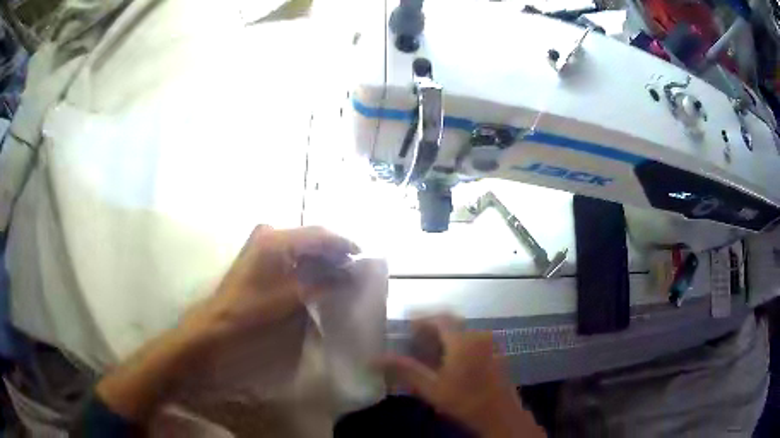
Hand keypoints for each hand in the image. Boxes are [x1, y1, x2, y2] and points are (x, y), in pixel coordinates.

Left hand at [96, 225, 357, 422]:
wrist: (215, 326)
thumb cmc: (250, 312)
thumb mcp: (290, 299)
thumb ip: (322, 283)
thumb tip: (348, 274)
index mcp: (275, 239)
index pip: (319, 234)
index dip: (343, 244)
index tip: (362, 256)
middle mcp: (269, 233)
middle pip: (311, 238)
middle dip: (333, 252)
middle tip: (353, 269)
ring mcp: (262, 244)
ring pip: (301, 246)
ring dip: (321, 259)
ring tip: (340, 275)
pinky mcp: (259, 256)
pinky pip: (291, 255)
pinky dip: (307, 264)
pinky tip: (318, 278)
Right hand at [381, 316, 543, 436]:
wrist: (499, 413)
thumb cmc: (464, 400)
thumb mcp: (431, 388)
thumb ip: (406, 370)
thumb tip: (377, 359)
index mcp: (462, 341)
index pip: (439, 318)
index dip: (422, 318)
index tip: (407, 325)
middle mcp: (477, 336)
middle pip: (452, 321)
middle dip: (432, 325)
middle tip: (415, 336)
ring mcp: (489, 344)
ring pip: (462, 330)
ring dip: (445, 334)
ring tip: (428, 349)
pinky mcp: (494, 352)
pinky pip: (472, 339)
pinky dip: (457, 341)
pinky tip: (449, 359)